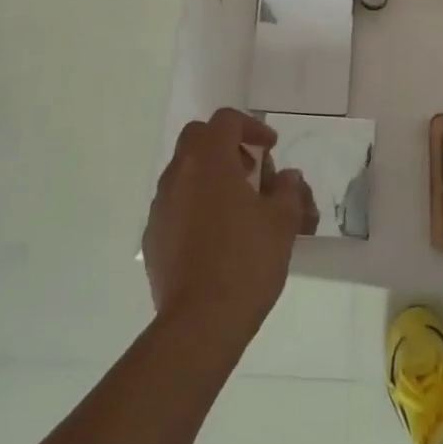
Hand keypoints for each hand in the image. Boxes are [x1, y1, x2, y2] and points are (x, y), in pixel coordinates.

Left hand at [143, 109, 316, 349]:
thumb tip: (287, 178)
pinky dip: (197, 205)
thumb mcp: (283, 221)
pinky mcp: (154, 237)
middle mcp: (179, 174)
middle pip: (198, 138)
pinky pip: (176, 205)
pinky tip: (218, 236)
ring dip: (212, 177)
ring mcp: (161, 206)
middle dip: (227, 146)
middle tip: (253, 171)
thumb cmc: (246, 261)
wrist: (200, 322)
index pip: (226, 120)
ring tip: (241, 207)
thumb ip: (289, 190)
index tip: (272, 149)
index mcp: (209, 160)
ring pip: (185, 172)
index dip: (252, 127)